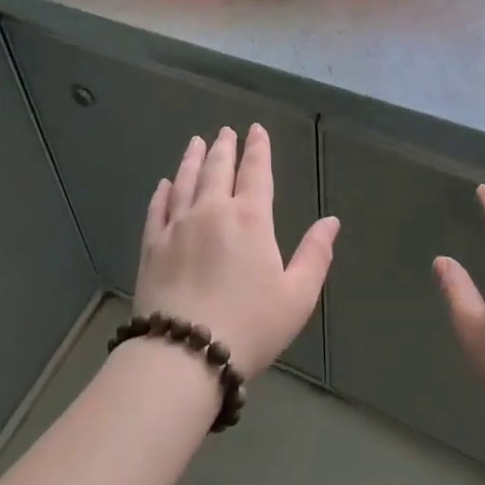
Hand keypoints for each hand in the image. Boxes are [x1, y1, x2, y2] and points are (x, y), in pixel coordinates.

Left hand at [135, 125, 340, 378]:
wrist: (184, 353)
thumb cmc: (249, 326)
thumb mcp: (297, 296)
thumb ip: (315, 255)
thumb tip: (331, 221)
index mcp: (250, 219)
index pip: (256, 172)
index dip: (258, 149)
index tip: (256, 130)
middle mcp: (212, 211)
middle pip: (218, 169)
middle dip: (224, 147)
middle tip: (225, 131)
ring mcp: (177, 226)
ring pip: (186, 181)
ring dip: (193, 159)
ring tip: (196, 142)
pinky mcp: (152, 245)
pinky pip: (158, 208)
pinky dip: (163, 192)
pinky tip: (165, 184)